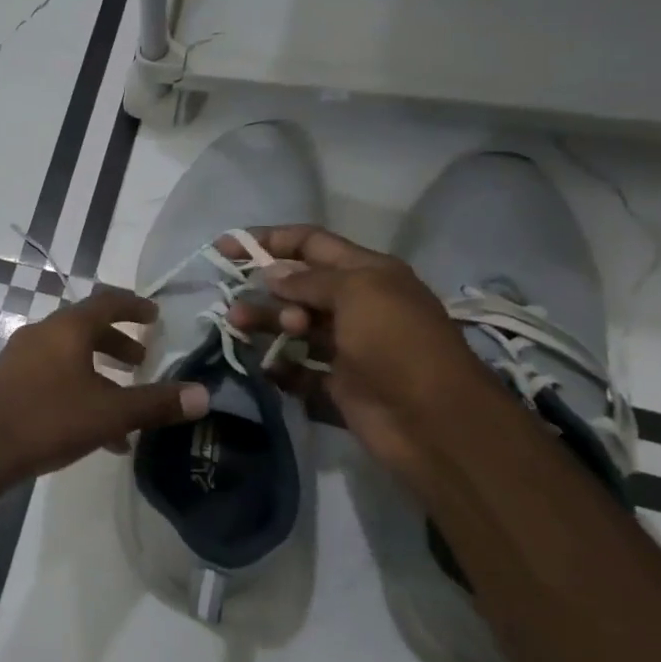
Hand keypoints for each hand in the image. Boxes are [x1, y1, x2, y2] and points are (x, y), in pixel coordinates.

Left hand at [0, 289, 208, 480]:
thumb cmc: (49, 420)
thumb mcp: (110, 413)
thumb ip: (156, 403)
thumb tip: (204, 395)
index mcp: (67, 328)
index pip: (107, 302)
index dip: (134, 306)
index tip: (155, 316)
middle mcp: (42, 333)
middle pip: (86, 328)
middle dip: (117, 343)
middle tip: (142, 360)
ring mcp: (20, 357)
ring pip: (69, 355)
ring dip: (99, 370)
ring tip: (123, 400)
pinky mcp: (8, 381)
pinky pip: (52, 375)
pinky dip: (78, 389)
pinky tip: (95, 430)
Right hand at [222, 227, 504, 488]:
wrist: (433, 421)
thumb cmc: (397, 343)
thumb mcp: (357, 293)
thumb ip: (309, 281)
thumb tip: (272, 275)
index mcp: (367, 273)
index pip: (311, 243)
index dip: (270, 240)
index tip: (227, 247)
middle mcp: (356, 304)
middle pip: (297, 286)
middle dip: (264, 289)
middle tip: (237, 303)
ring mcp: (345, 345)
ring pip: (293, 325)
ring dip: (265, 323)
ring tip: (239, 326)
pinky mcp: (336, 382)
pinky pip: (297, 367)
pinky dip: (278, 364)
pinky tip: (264, 365)